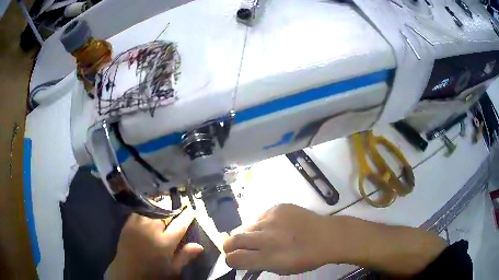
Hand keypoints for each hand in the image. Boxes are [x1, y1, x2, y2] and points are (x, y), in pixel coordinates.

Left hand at [109, 207, 203, 278]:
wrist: (128, 271)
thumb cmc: (153, 272)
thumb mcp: (172, 269)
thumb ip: (185, 256)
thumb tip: (199, 246)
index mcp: (165, 242)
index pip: (180, 224)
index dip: (187, 215)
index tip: (192, 208)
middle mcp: (152, 230)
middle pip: (166, 212)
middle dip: (174, 205)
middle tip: (180, 201)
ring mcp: (139, 224)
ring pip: (153, 208)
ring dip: (161, 204)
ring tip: (166, 201)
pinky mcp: (129, 223)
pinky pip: (140, 210)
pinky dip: (148, 207)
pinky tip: (151, 207)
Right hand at [223, 204, 330, 274]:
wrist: (327, 236)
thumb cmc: (307, 258)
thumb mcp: (282, 269)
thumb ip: (260, 264)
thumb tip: (244, 259)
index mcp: (268, 257)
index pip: (235, 258)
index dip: (231, 261)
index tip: (234, 260)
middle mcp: (266, 237)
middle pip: (233, 240)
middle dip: (229, 246)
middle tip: (233, 248)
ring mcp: (271, 220)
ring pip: (247, 227)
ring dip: (249, 234)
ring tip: (261, 237)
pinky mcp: (277, 208)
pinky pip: (261, 217)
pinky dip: (262, 224)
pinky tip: (275, 227)